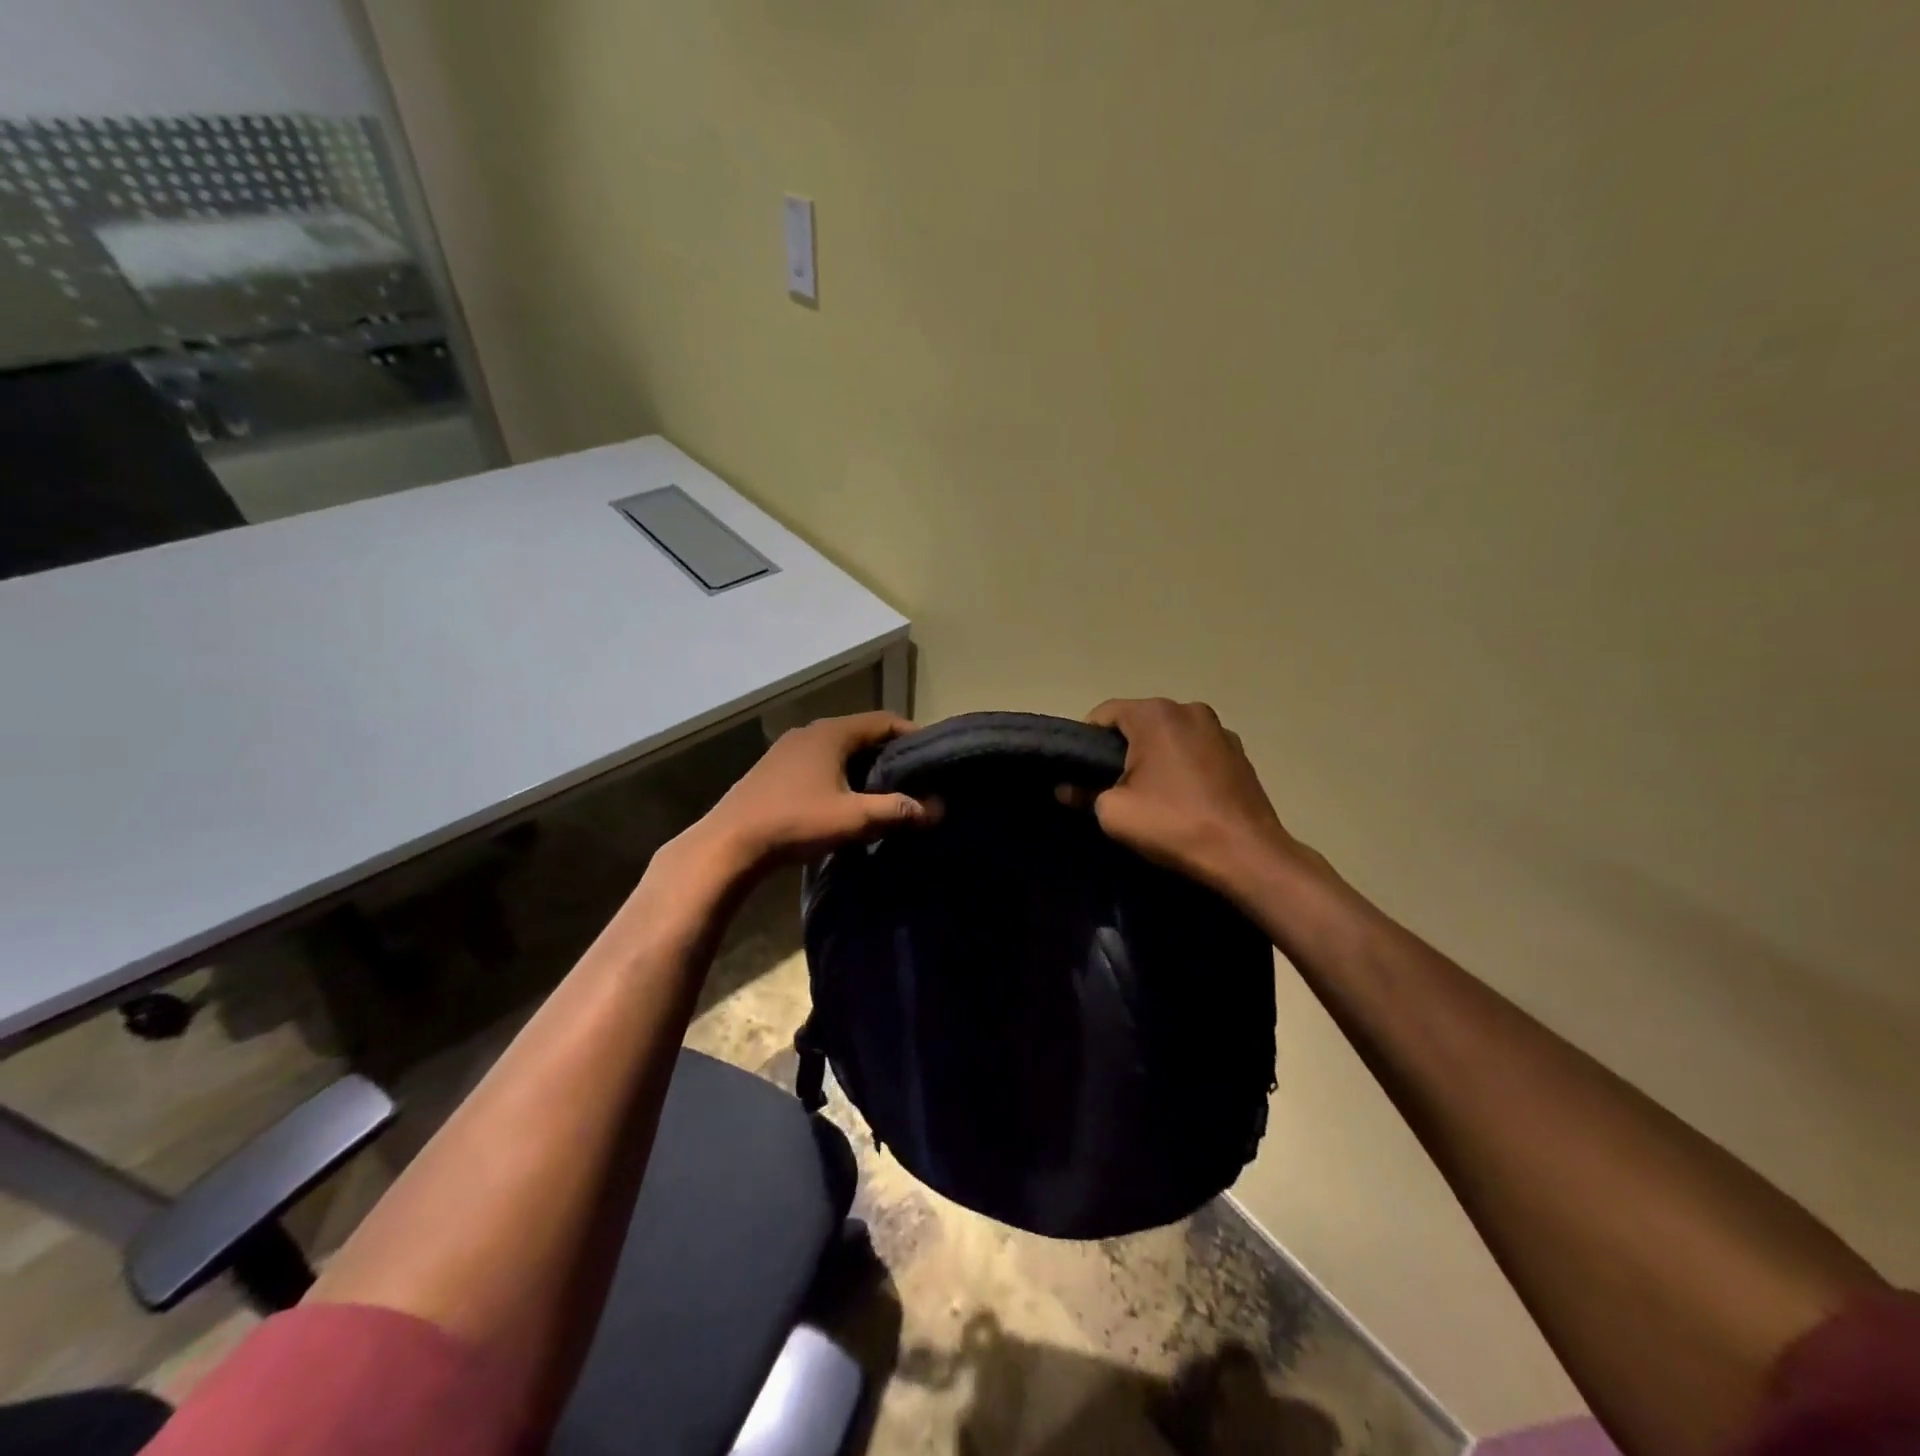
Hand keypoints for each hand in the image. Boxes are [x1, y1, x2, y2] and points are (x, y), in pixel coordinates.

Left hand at [690, 711, 935, 872]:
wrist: (729, 843)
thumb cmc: (796, 822)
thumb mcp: (854, 818)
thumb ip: (898, 810)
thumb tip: (936, 809)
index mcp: (832, 732)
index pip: (884, 721)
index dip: (912, 736)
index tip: (932, 758)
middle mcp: (810, 731)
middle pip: (862, 733)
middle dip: (890, 753)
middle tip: (914, 777)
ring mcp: (788, 749)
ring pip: (839, 748)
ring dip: (864, 765)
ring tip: (885, 790)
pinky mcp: (774, 769)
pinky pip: (819, 761)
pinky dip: (840, 773)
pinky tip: (845, 798)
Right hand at [1081, 698, 1323, 903]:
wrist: (1247, 854)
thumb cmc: (1173, 825)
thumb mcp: (1114, 813)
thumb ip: (1083, 793)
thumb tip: (1066, 788)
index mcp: (1156, 714)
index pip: (1104, 714)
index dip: (1086, 742)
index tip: (1081, 773)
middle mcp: (1189, 709)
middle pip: (1139, 721)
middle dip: (1122, 749)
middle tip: (1112, 787)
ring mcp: (1219, 729)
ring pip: (1169, 735)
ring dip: (1154, 757)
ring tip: (1150, 794)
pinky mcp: (1239, 752)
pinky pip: (1195, 750)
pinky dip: (1182, 765)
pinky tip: (1182, 797)